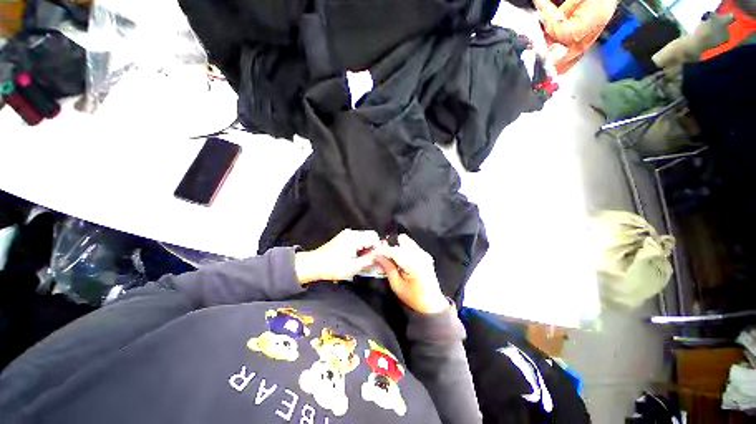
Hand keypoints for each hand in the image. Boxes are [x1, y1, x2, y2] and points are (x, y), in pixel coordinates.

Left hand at [295, 229, 379, 283]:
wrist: (314, 265)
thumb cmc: (332, 267)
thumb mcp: (353, 267)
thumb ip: (369, 260)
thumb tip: (380, 256)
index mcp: (354, 238)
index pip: (374, 237)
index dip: (379, 247)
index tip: (379, 258)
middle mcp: (351, 233)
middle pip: (370, 236)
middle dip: (374, 248)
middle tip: (372, 260)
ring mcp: (347, 234)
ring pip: (365, 238)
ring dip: (367, 248)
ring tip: (364, 261)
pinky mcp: (344, 238)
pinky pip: (358, 240)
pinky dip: (361, 247)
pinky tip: (357, 258)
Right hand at [374, 234, 448, 314]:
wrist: (433, 304)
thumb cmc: (414, 298)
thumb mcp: (397, 286)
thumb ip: (388, 268)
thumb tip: (377, 257)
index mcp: (413, 263)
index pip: (394, 250)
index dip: (382, 251)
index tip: (373, 255)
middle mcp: (420, 254)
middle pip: (402, 239)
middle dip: (390, 246)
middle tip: (383, 256)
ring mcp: (424, 254)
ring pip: (406, 242)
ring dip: (396, 248)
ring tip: (390, 260)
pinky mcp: (425, 255)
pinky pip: (411, 247)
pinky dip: (402, 251)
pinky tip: (399, 261)